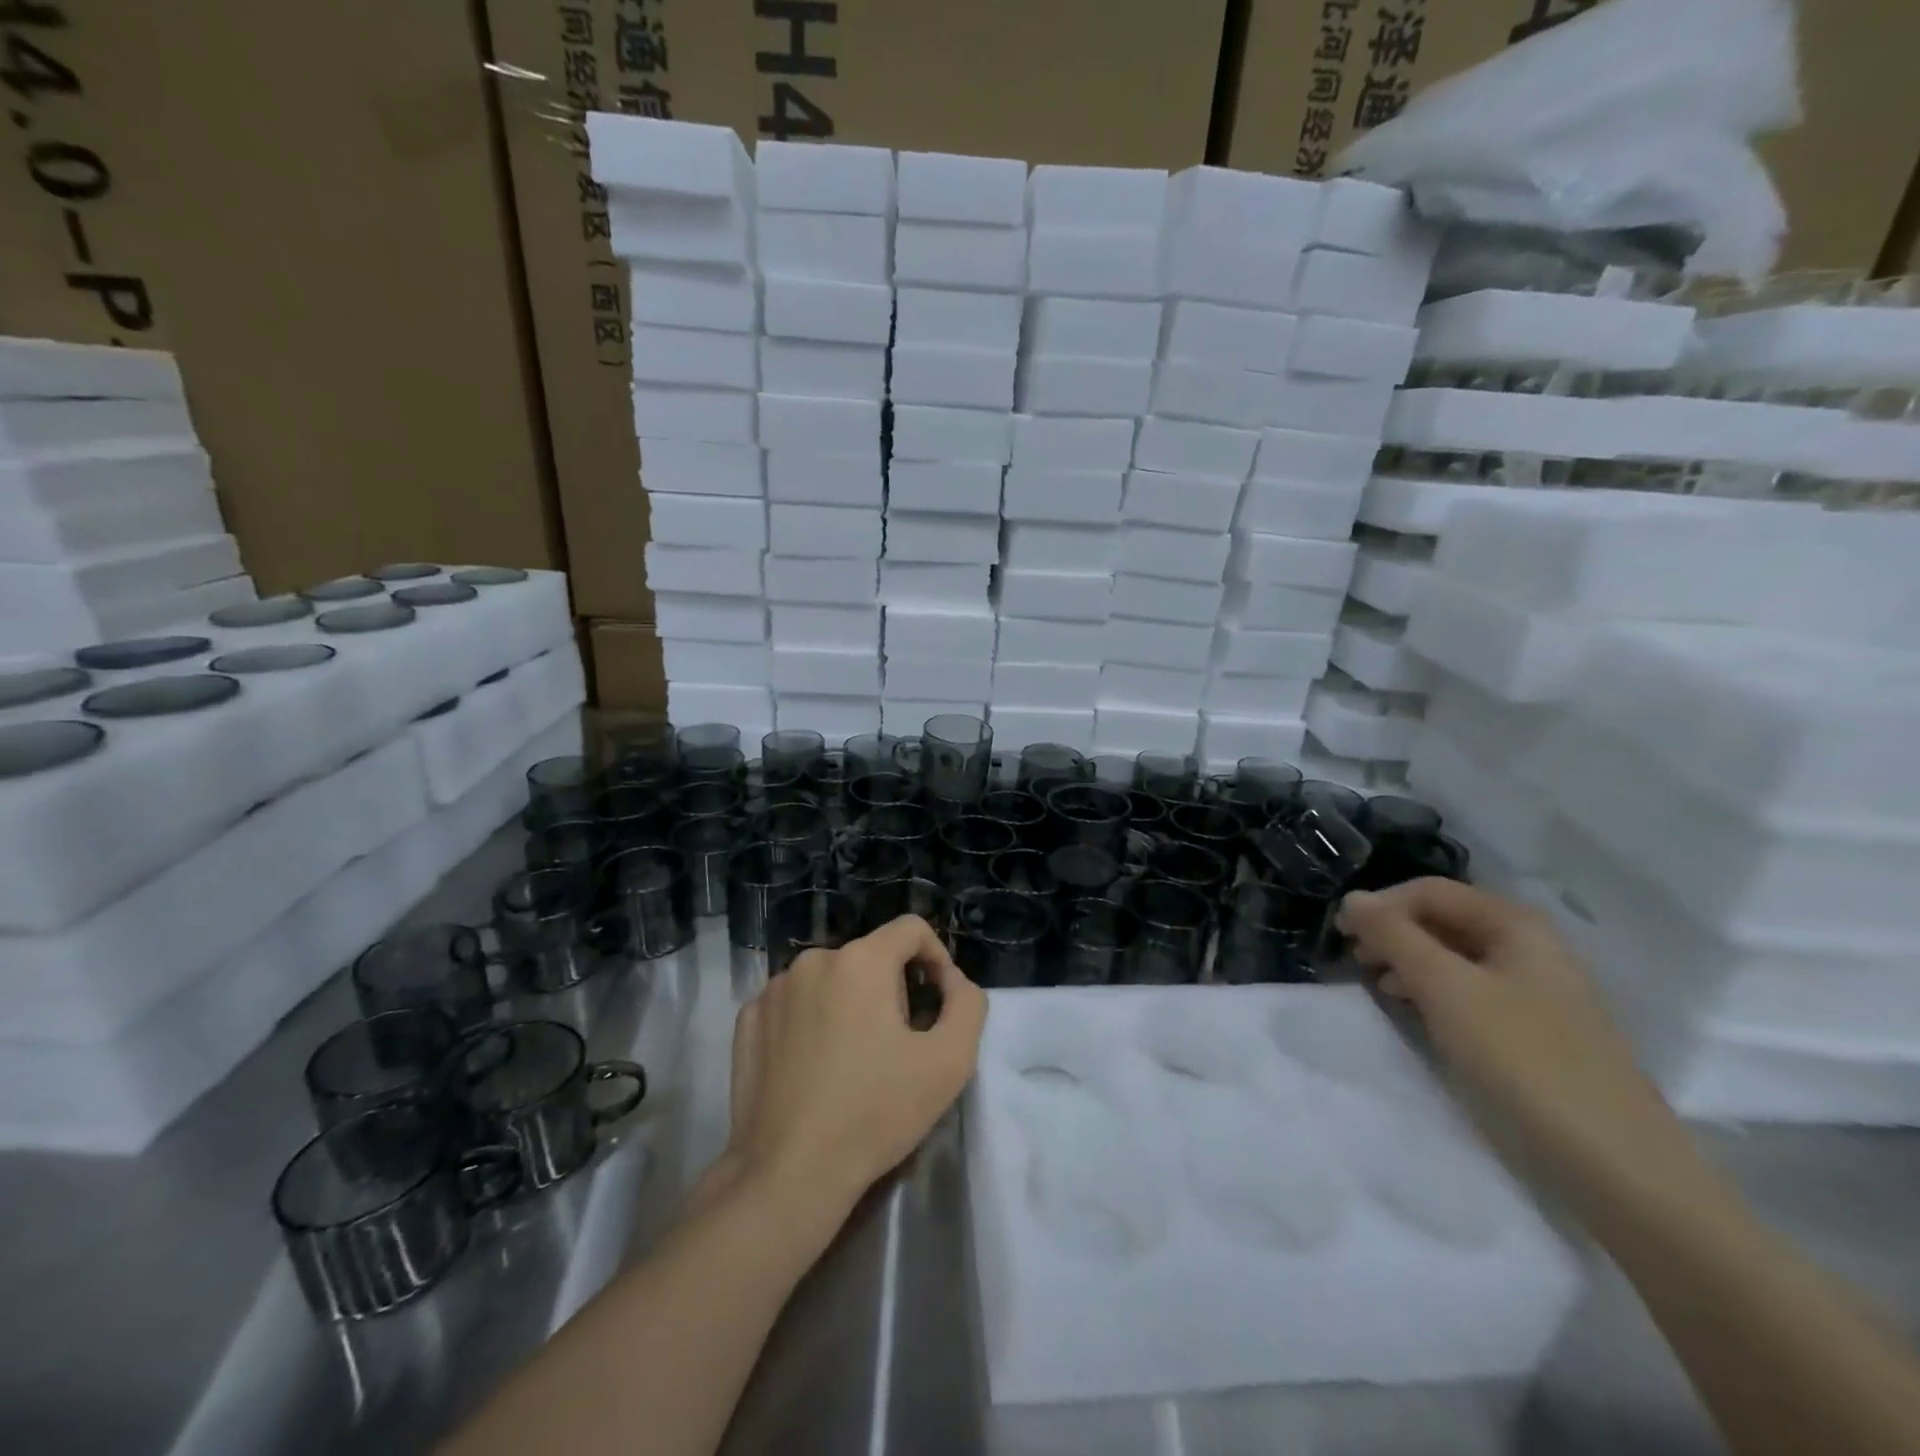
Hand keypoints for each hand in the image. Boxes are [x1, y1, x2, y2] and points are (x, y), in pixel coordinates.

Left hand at [711, 915, 985, 1224]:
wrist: (789, 1175)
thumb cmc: (875, 1113)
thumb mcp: (949, 1061)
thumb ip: (967, 1004)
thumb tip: (952, 982)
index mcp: (861, 960)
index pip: (910, 929)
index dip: (936, 958)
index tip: (937, 1003)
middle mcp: (813, 960)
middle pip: (871, 958)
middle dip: (892, 990)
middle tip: (897, 1046)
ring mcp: (772, 990)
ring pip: (831, 980)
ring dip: (851, 1004)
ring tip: (854, 1060)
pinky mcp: (747, 1021)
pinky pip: (794, 1004)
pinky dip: (811, 1021)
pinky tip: (813, 1068)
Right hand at [1338, 879, 1700, 1214]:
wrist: (1618, 1166)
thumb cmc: (1524, 1061)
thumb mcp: (1446, 989)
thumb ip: (1394, 936)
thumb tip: (1353, 898)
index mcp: (1516, 924)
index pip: (1430, 890)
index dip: (1380, 905)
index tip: (1341, 935)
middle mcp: (1530, 945)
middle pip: (1444, 918)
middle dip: (1393, 932)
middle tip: (1355, 960)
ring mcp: (1536, 988)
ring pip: (1454, 954)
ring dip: (1409, 960)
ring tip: (1379, 985)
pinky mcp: (1535, 1028)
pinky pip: (1471, 988)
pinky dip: (1434, 989)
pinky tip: (1416, 1011)